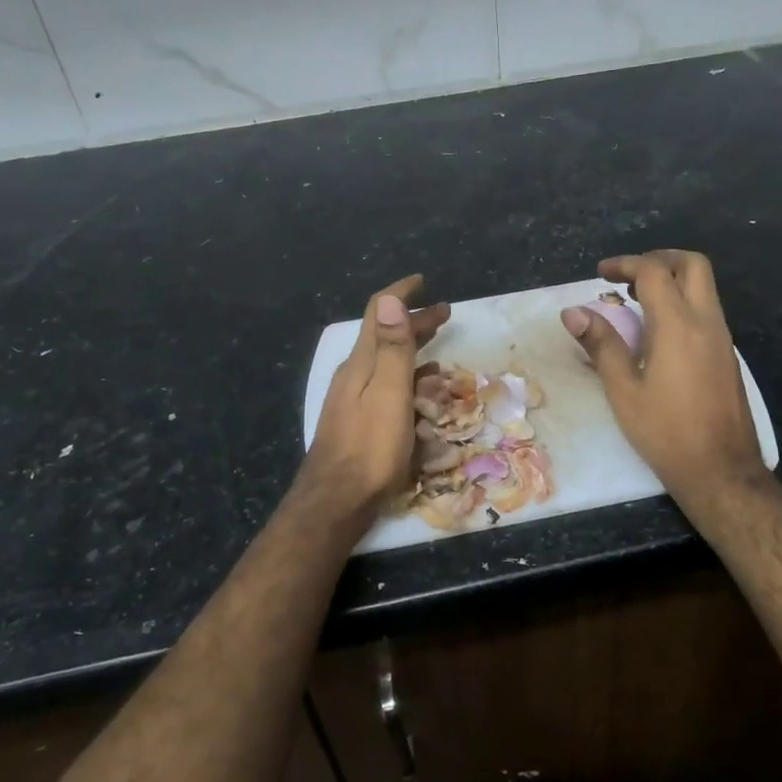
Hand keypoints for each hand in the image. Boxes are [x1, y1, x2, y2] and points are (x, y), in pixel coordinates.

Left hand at [301, 275, 448, 514]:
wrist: (336, 501)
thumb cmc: (370, 447)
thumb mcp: (389, 394)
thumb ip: (393, 348)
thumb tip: (390, 297)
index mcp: (362, 363)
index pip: (379, 314)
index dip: (400, 293)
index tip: (422, 280)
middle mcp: (355, 374)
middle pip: (386, 336)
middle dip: (414, 321)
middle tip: (445, 312)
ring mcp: (354, 399)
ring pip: (387, 362)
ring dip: (413, 349)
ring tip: (439, 346)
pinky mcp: (359, 421)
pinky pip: (387, 387)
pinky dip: (407, 377)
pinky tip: (421, 390)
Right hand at [562, 250, 768, 504]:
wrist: (721, 470)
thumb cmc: (665, 432)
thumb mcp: (623, 390)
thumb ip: (601, 344)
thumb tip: (573, 312)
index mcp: (678, 326)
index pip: (653, 272)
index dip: (625, 264)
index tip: (601, 274)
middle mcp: (707, 322)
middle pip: (693, 265)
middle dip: (659, 259)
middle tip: (628, 276)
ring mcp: (723, 338)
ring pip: (704, 287)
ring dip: (672, 281)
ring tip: (637, 301)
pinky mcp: (728, 355)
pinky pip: (707, 311)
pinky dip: (683, 303)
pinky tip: (659, 331)